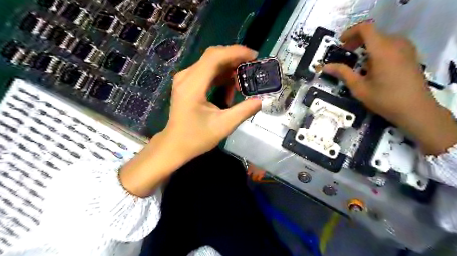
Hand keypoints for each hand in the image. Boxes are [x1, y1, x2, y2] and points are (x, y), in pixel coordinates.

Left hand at [165, 44, 262, 159]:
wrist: (175, 145)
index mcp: (193, 86)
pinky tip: (231, 86)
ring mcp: (185, 79)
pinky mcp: (186, 83)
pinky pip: (206, 71)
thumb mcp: (224, 126)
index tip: (254, 57)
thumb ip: (243, 111)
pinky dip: (221, 75)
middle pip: (212, 56)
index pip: (215, 57)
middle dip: (234, 58)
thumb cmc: (197, 138)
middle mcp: (186, 77)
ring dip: (228, 67)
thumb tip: (261, 100)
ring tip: (244, 79)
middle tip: (252, 67)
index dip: (236, 52)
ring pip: (210, 62)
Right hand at [323, 23, 456, 154]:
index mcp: (382, 50)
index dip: (350, 32)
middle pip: (373, 33)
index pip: (365, 28)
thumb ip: (342, 73)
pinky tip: (373, 65)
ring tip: (358, 61)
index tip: (340, 43)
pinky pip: (391, 44)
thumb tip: (325, 67)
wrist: (415, 109)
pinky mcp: (410, 55)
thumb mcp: (359, 87)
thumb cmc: (384, 99)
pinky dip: (378, 49)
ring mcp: (406, 49)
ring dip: (367, 45)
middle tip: (345, 52)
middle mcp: (396, 44)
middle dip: (356, 40)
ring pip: (382, 38)